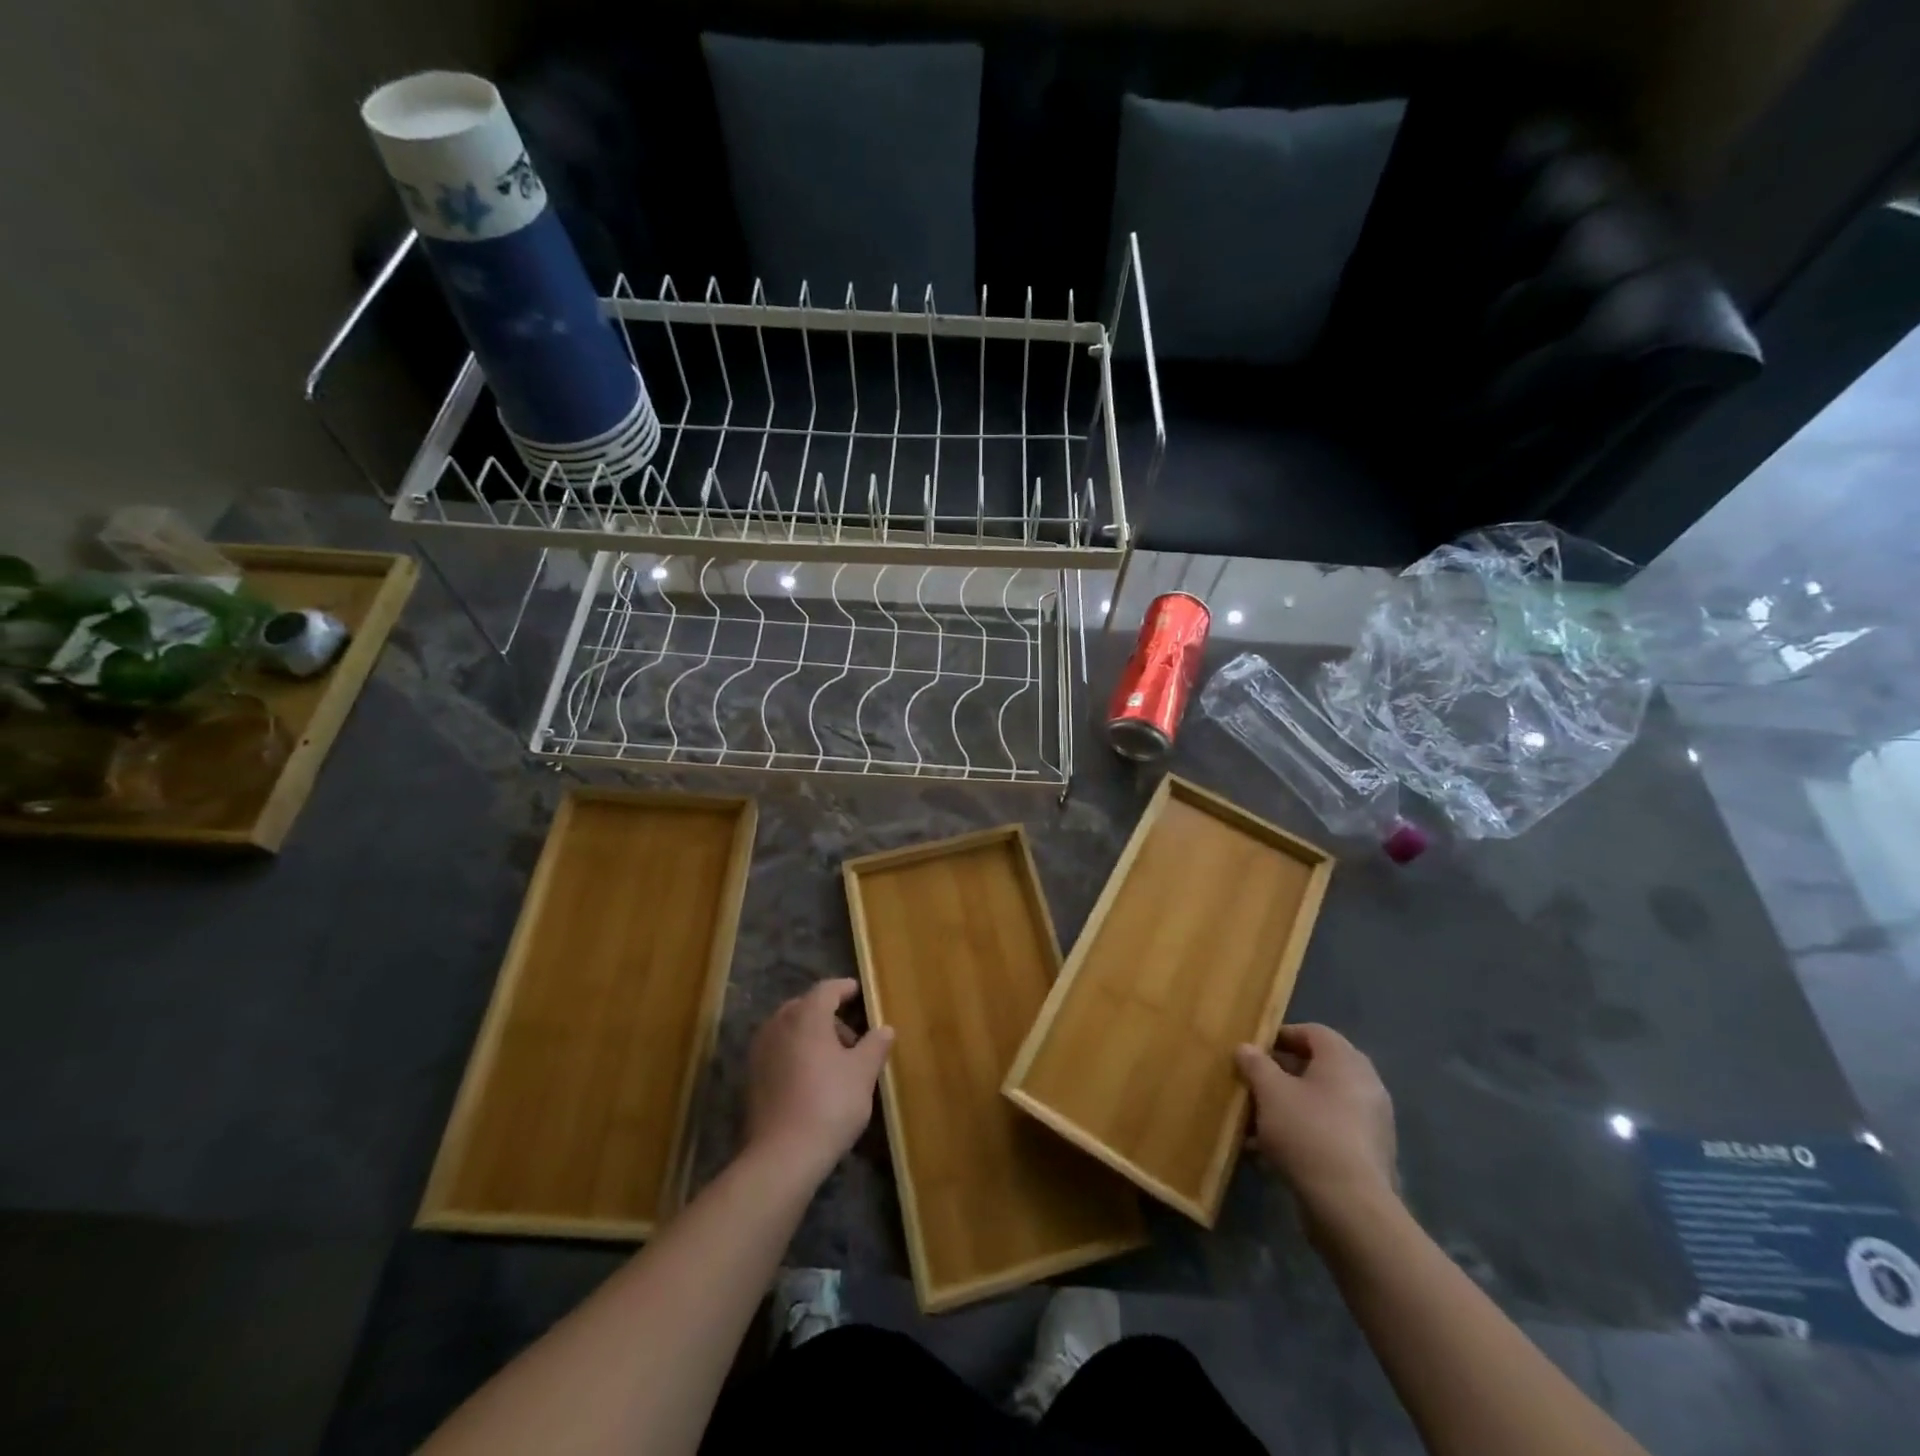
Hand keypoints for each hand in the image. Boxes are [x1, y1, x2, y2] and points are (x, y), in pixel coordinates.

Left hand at [745, 979, 892, 1183]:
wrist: (782, 1156)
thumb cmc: (829, 1104)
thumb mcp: (863, 1073)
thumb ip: (875, 1045)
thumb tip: (885, 1029)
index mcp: (806, 1015)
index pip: (827, 989)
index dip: (845, 988)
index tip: (858, 992)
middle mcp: (778, 1025)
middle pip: (805, 1007)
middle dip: (829, 1015)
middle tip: (852, 1037)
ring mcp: (760, 1051)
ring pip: (789, 1030)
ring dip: (811, 1036)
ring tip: (834, 1062)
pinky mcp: (752, 1077)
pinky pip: (778, 1051)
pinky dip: (796, 1054)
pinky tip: (811, 1079)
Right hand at [1236, 1024, 1396, 1219]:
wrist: (1351, 1207)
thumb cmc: (1307, 1132)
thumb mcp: (1269, 1091)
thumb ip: (1255, 1064)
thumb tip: (1246, 1048)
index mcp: (1345, 1061)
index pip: (1314, 1032)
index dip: (1282, 1035)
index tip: (1256, 1050)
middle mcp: (1366, 1085)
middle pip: (1319, 1067)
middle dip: (1284, 1074)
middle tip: (1256, 1083)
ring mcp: (1372, 1123)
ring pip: (1323, 1102)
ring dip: (1291, 1107)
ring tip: (1258, 1122)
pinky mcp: (1370, 1156)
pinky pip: (1331, 1131)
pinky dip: (1305, 1133)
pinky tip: (1274, 1153)